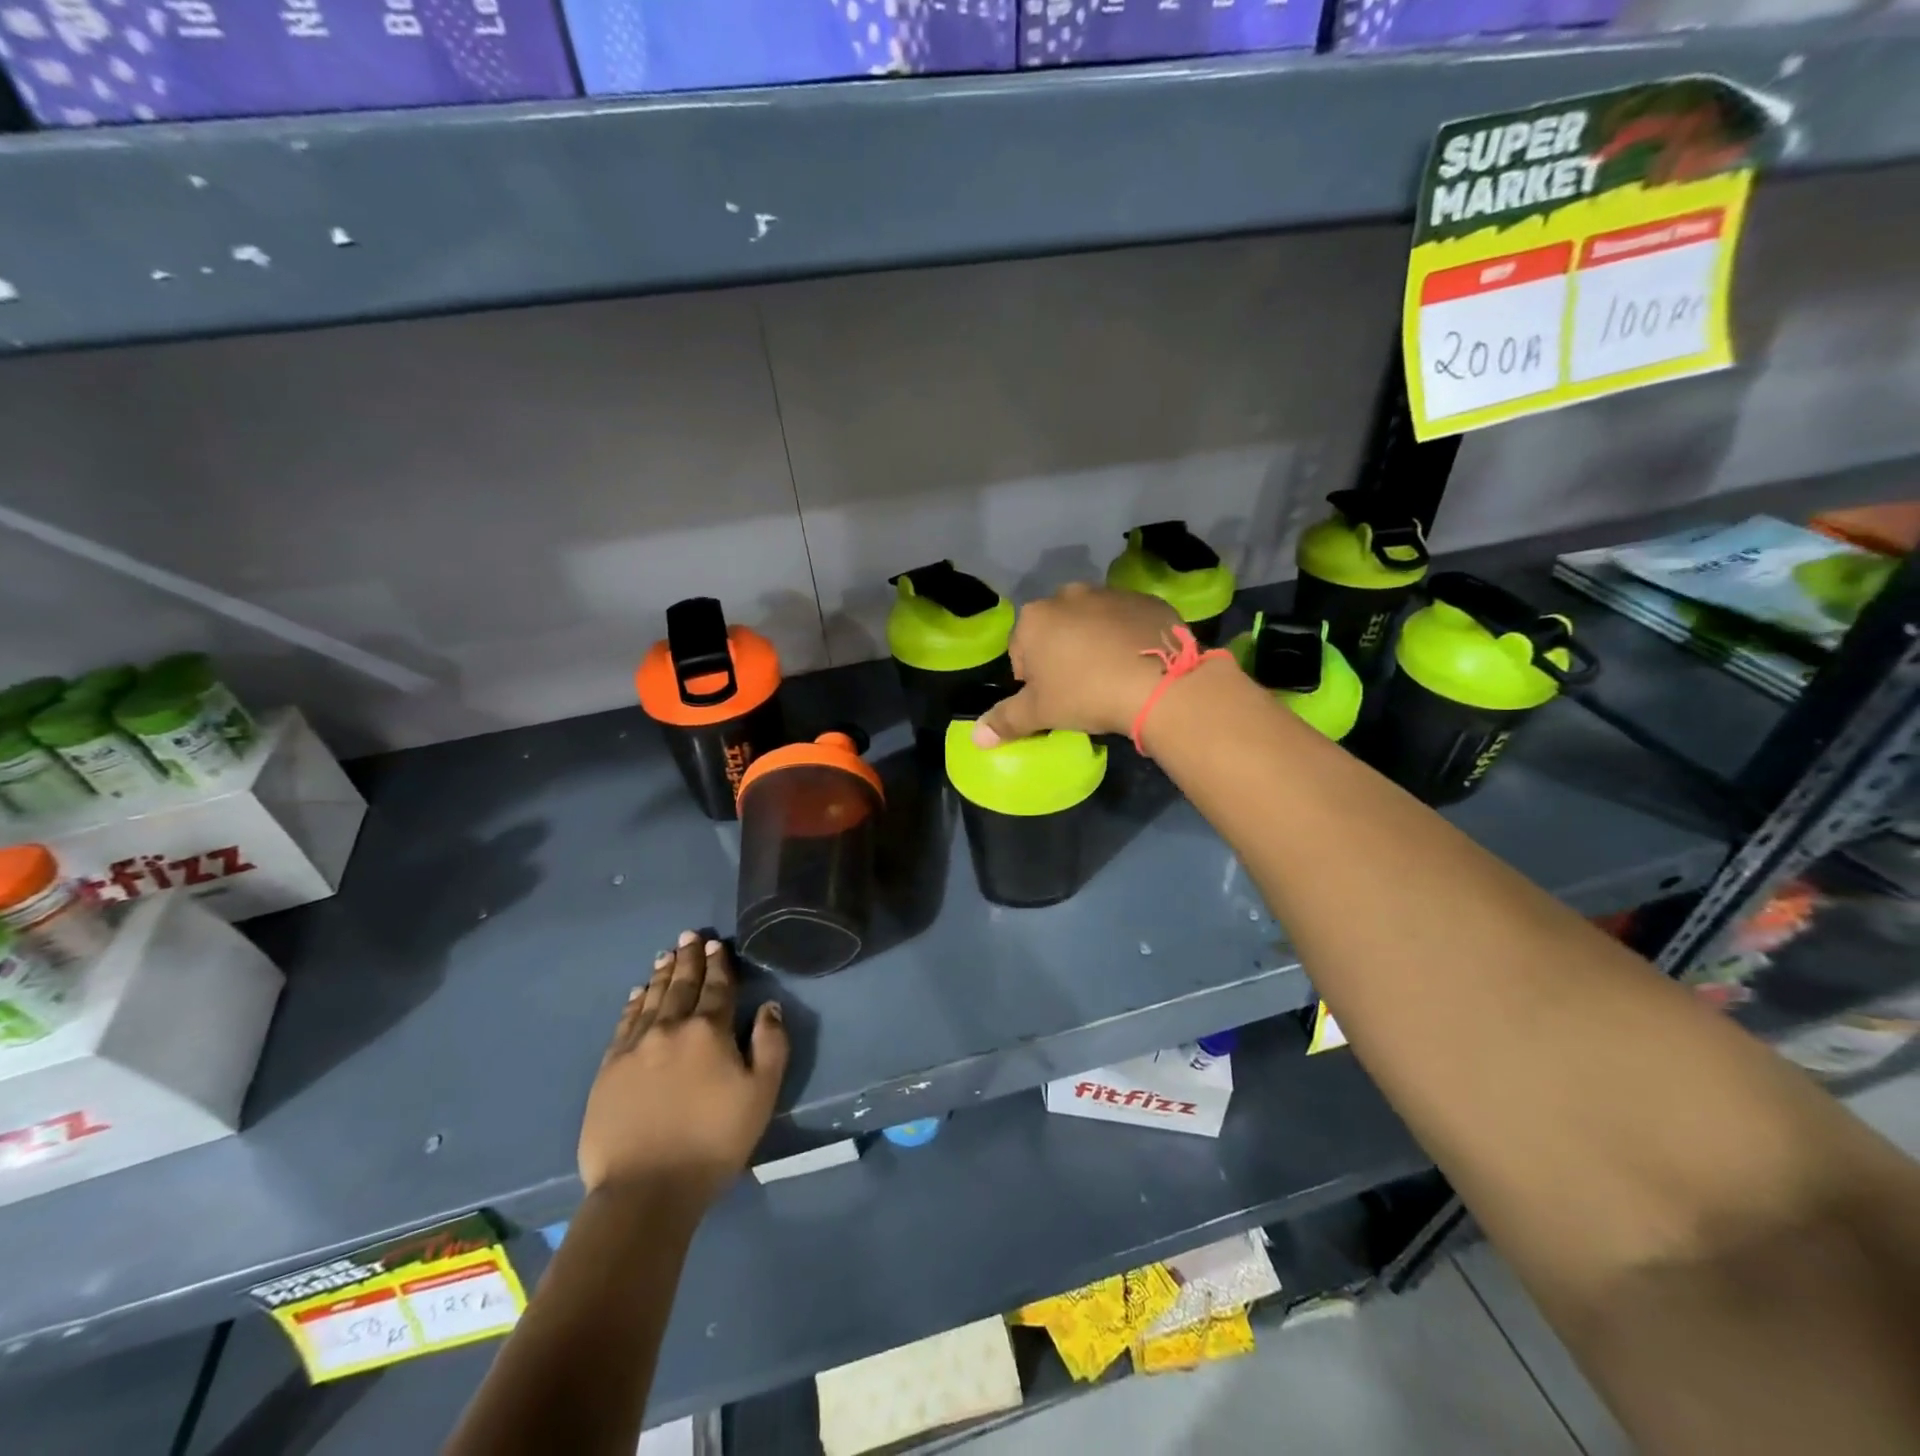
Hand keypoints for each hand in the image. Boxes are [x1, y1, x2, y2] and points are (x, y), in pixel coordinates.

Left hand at [578, 931, 788, 1208]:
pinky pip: (624, 1023)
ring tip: (667, 954)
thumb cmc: (713, 1142)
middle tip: (690, 935)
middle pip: (682, 985)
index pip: (718, 987)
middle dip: (689, 958)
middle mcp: (671, 1028)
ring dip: (662, 974)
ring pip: (652, 999)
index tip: (717, 944)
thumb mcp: (761, 1094)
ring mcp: (635, 1047)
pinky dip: (634, 1003)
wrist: (646, 1189)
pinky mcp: (609, 1069)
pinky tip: (638, 993)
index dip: (719, 964)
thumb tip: (769, 1007)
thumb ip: (771, 1045)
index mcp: (710, 1031)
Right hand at [974, 584, 1181, 745]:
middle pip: (1056, 630)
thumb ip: (1005, 721)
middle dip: (1062, 654)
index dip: (1032, 679)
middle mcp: (1069, 595)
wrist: (1158, 682)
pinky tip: (1137, 664)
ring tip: (1111, 677)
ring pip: (1092, 622)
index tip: (1051, 699)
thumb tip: (976, 738)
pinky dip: (1127, 638)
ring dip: (1095, 643)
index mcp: (1035, 618)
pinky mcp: (1147, 600)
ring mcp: (1111, 593)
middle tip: (1080, 688)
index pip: (1020, 650)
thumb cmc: (1086, 694)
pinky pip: (1128, 621)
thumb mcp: (1040, 713)